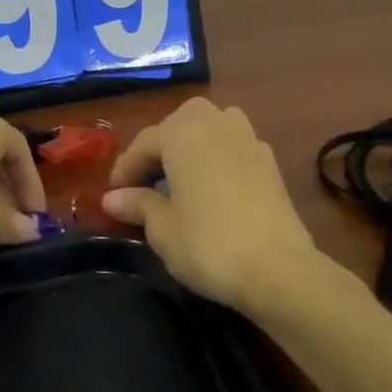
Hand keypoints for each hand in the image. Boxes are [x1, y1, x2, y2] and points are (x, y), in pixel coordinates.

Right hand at [101, 97, 316, 311]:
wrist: (279, 270)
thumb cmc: (209, 244)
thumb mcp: (163, 229)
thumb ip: (138, 205)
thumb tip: (112, 198)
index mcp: (183, 133)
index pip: (144, 142)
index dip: (125, 168)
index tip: (112, 193)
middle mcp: (215, 125)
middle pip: (180, 121)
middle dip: (162, 144)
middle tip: (147, 178)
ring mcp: (248, 140)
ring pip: (213, 124)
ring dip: (194, 140)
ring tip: (183, 171)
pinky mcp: (270, 163)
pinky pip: (236, 144)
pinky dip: (220, 155)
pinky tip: (216, 182)